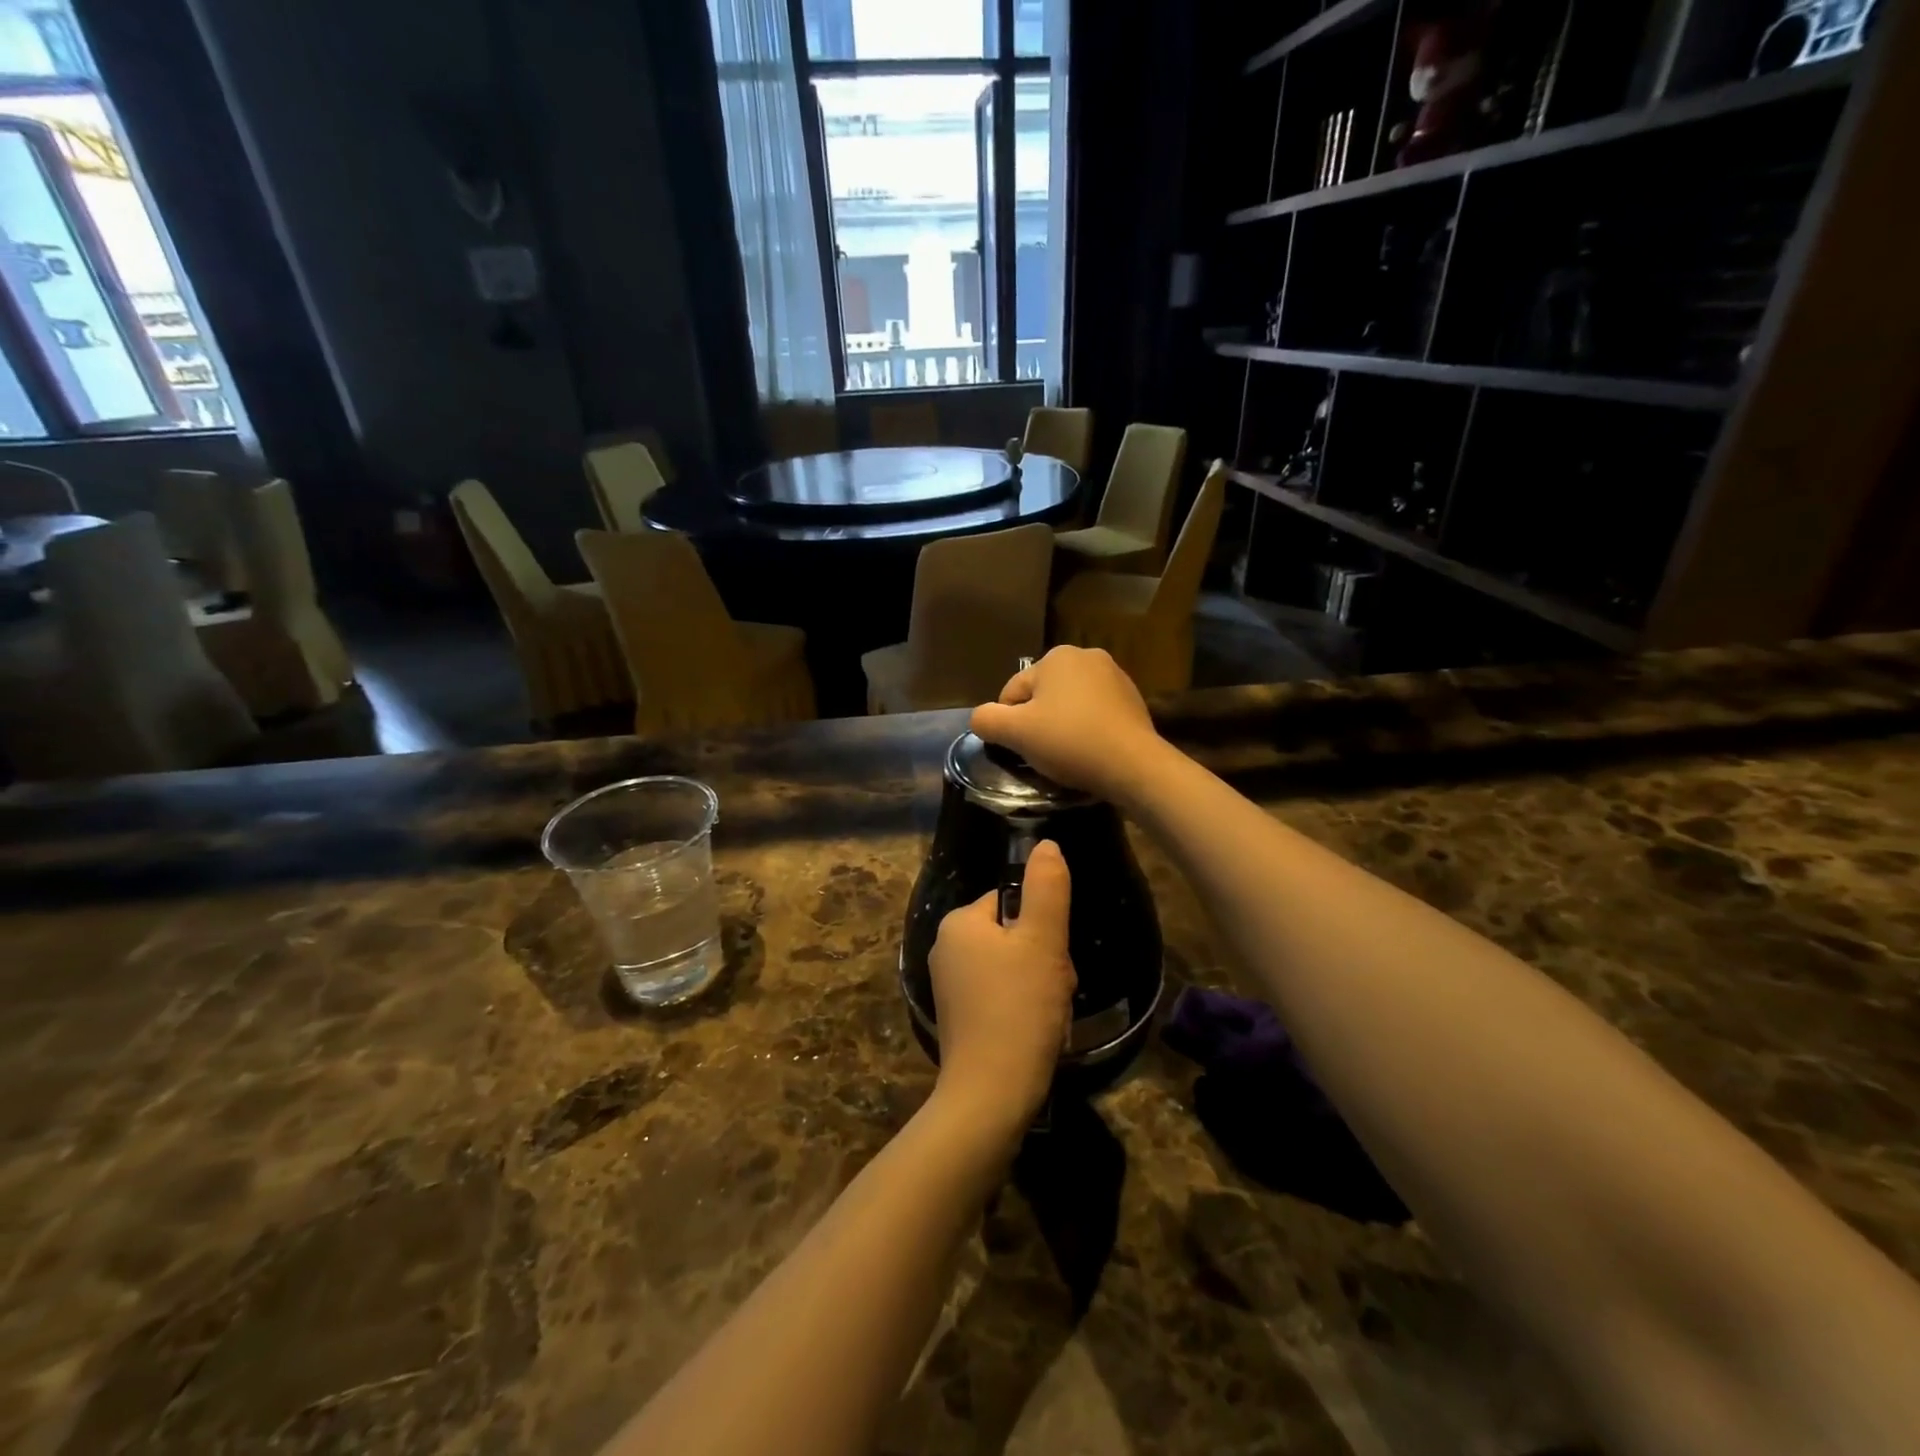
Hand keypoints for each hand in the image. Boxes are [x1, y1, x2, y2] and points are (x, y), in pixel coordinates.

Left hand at [927, 840, 1076, 1134]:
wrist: (991, 1095)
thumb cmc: (1018, 1008)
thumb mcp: (1042, 940)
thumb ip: (1047, 887)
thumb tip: (1046, 844)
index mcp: (959, 923)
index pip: (1013, 903)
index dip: (1043, 928)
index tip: (1053, 958)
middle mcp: (946, 948)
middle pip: (1015, 937)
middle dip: (1044, 961)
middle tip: (1053, 990)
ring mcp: (950, 986)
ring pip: (1014, 969)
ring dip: (1040, 987)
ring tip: (1047, 1016)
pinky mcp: (959, 1018)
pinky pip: (1002, 997)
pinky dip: (1024, 1010)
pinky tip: (1035, 1033)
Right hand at [970, 646, 1165, 804]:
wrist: (1134, 765)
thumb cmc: (1069, 741)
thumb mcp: (1015, 733)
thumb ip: (986, 720)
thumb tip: (980, 718)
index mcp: (1056, 656)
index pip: (1012, 692)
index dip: (1009, 724)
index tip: (1020, 749)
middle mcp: (1086, 656)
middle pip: (1042, 696)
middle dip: (1038, 722)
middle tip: (1043, 753)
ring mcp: (1115, 676)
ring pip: (1069, 705)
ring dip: (1062, 726)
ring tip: (1068, 754)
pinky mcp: (1134, 700)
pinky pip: (1095, 714)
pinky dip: (1087, 729)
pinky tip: (1090, 751)